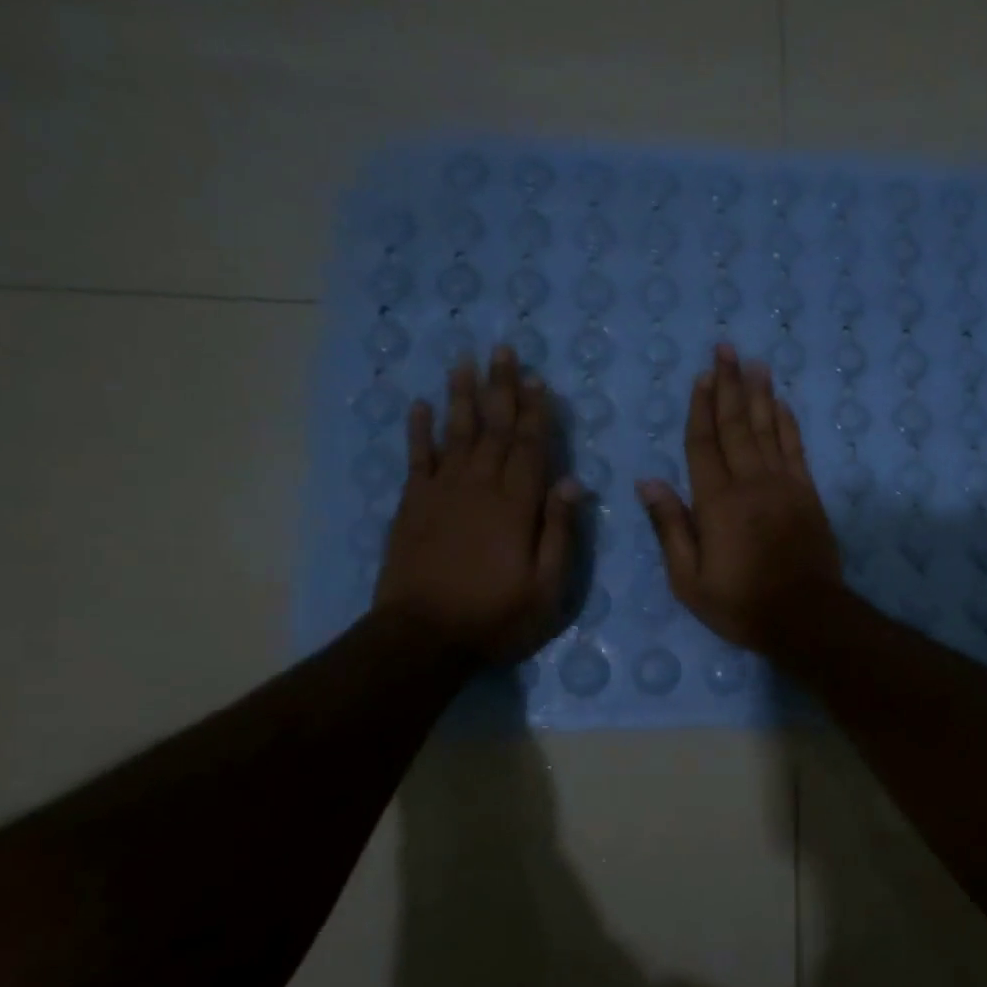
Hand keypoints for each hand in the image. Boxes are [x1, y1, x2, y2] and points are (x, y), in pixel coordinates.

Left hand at [373, 347, 579, 661]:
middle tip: (503, 349)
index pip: (530, 447)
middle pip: (493, 428)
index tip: (537, 379)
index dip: (536, 412)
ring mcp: (441, 493)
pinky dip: (418, 430)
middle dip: (501, 388)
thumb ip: (559, 532)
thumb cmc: (496, 616)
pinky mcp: (412, 506)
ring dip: (462, 396)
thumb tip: (574, 482)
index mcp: (516, 505)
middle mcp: (479, 487)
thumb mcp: (548, 587)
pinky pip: (417, 458)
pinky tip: (420, 406)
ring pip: (455, 433)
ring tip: (464, 361)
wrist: (423, 637)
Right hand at [636, 345, 841, 655]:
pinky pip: (796, 449)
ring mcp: (784, 485)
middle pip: (737, 425)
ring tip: (754, 363)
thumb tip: (648, 483)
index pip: (704, 444)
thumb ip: (670, 528)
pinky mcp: (808, 495)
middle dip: (729, 385)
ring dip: (760, 394)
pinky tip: (782, 404)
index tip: (701, 376)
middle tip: (726, 349)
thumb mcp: (689, 580)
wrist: (805, 616)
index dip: (701, 408)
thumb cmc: (740, 604)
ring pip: (769, 429)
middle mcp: (750, 483)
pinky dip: (788, 424)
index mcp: (716, 503)